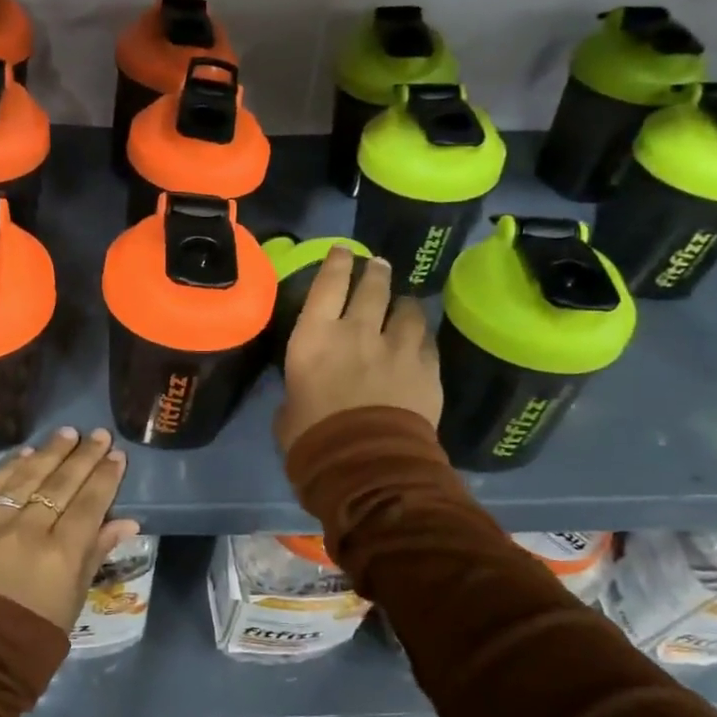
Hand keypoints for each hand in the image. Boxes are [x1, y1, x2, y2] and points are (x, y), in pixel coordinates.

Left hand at [0, 427, 141, 631]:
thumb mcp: (75, 598)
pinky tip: (25, 454)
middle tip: (98, 435)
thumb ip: (96, 553)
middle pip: (61, 484)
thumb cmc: (35, 635)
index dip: (106, 477)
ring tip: (67, 434)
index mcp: (61, 554)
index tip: (117, 456)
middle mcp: (29, 531)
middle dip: (84, 457)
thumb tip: (127, 521)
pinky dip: (8, 469)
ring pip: (26, 478)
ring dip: (49, 453)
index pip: (90, 503)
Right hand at [274, 249, 441, 453]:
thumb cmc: (313, 439)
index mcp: (314, 338)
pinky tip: (420, 342)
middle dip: (375, 272)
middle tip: (378, 265)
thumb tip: (303, 394)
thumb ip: (298, 392)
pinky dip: (421, 339)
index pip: (327, 285)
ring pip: (407, 310)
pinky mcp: (427, 369)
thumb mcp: (288, 412)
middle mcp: (357, 332)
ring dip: (404, 304)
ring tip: (404, 303)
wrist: (367, 465)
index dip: (336, 262)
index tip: (343, 250)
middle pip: (372, 288)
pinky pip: (427, 343)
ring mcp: (397, 348)